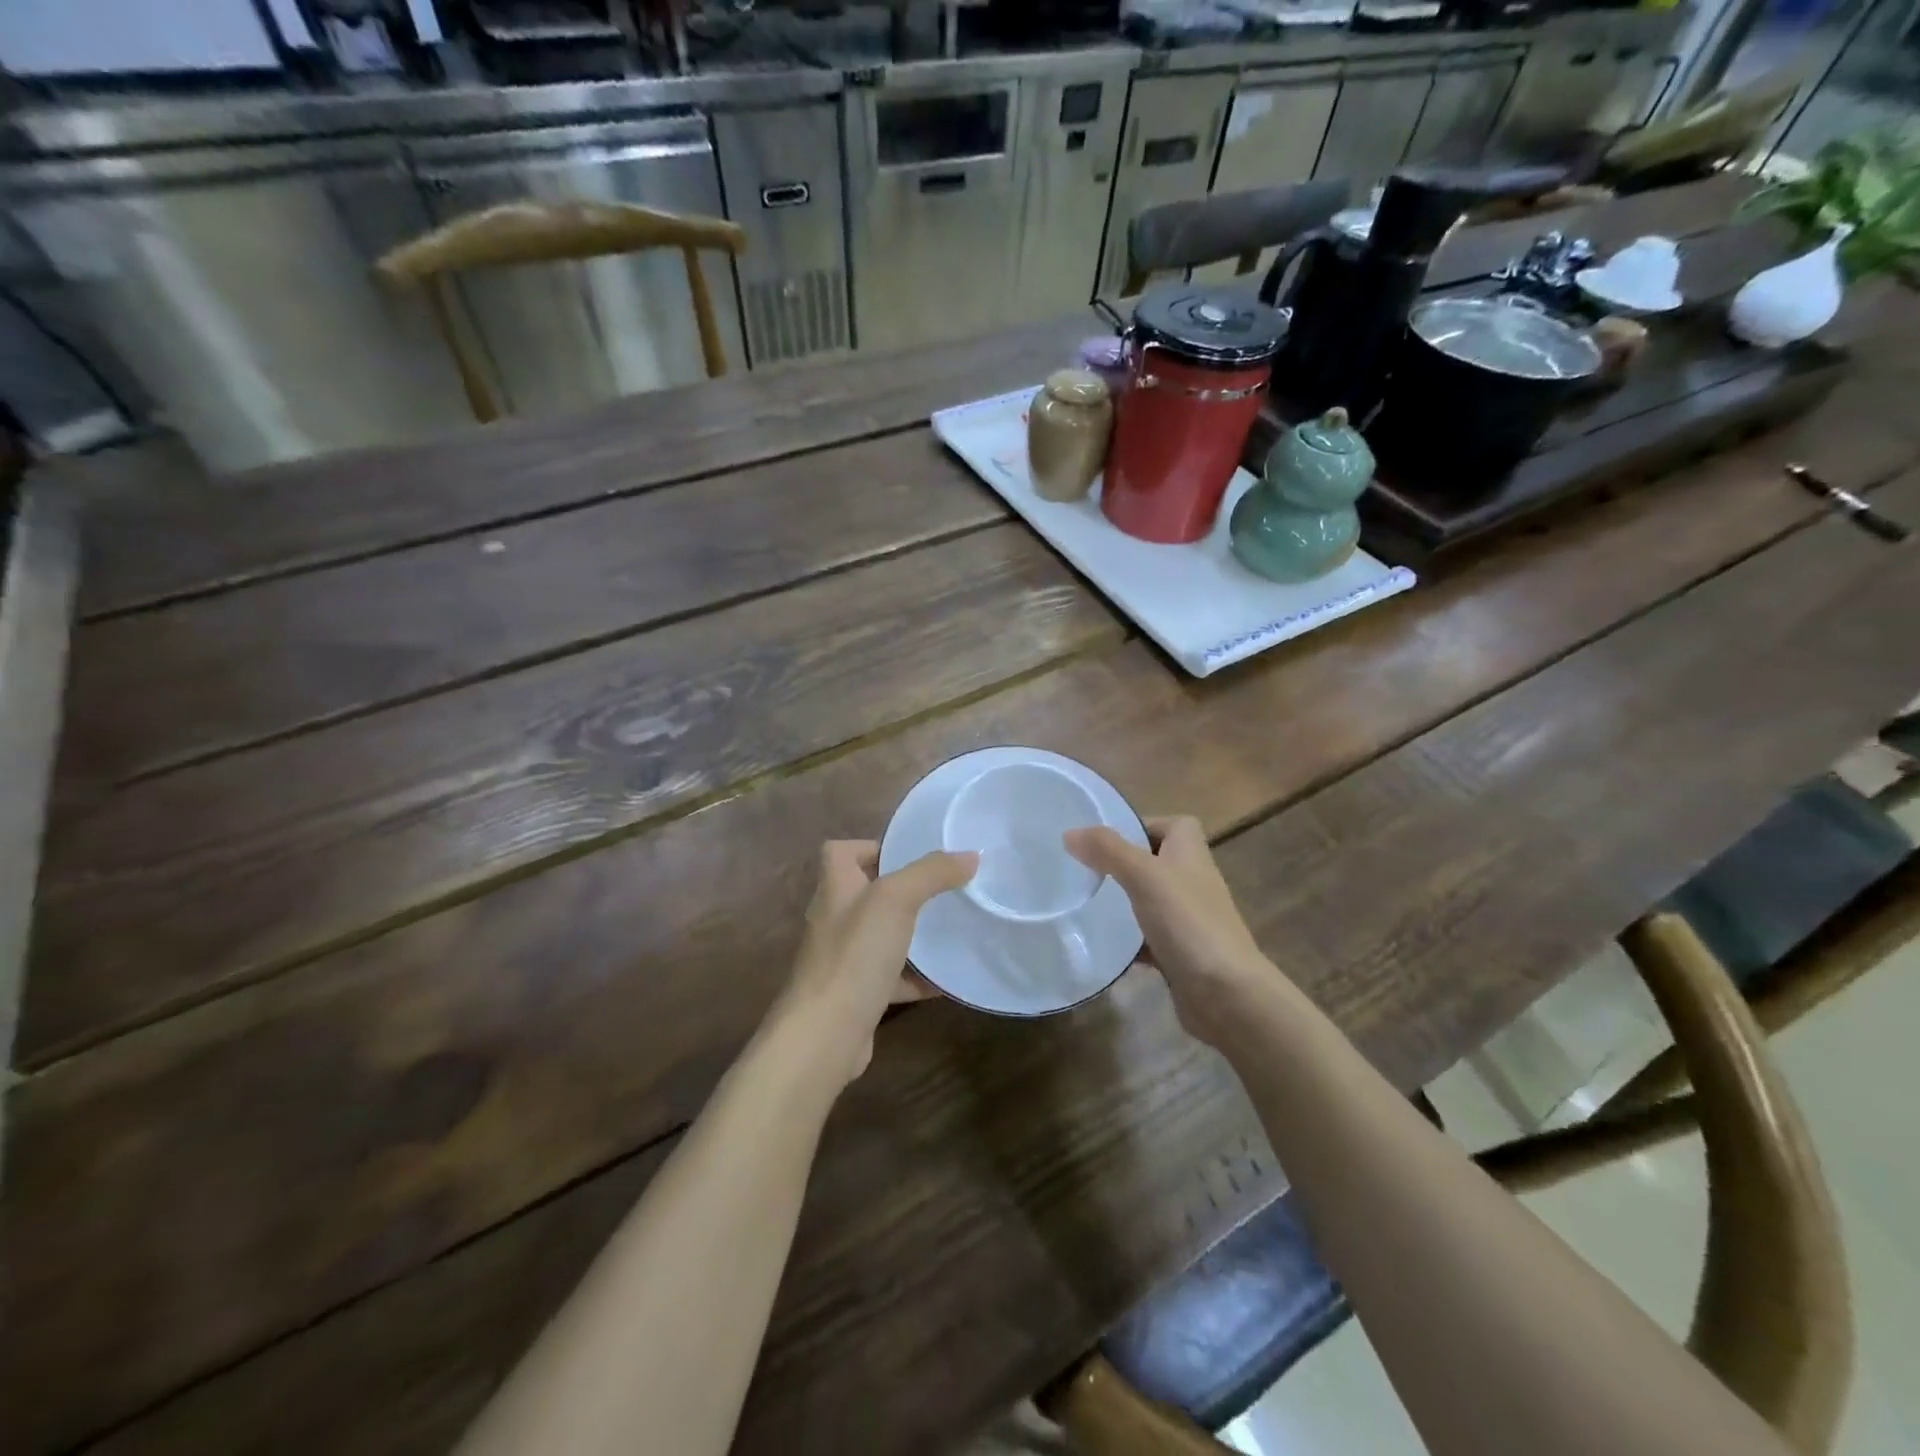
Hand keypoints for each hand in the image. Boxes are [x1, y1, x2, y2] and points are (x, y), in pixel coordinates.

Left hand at [775, 840, 977, 1086]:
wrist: (825, 1035)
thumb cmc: (854, 955)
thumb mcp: (896, 900)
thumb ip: (931, 873)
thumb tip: (970, 855)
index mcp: (835, 887)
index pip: (840, 852)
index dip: (870, 846)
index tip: (909, 854)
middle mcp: (833, 919)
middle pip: (865, 892)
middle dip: (901, 889)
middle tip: (941, 888)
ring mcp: (842, 959)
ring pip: (879, 935)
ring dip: (909, 932)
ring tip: (948, 927)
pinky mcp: (856, 994)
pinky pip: (889, 977)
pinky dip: (915, 977)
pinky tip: (946, 980)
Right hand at [1065, 816, 1275, 1048]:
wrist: (1226, 994)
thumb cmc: (1188, 922)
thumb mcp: (1144, 875)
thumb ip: (1108, 850)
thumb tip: (1071, 833)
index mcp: (1191, 852)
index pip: (1169, 825)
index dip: (1139, 826)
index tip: (1103, 840)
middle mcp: (1192, 879)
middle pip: (1154, 861)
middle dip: (1121, 865)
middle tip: (1083, 872)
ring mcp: (1188, 918)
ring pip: (1148, 900)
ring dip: (1121, 903)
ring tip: (1084, 904)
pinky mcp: (1180, 951)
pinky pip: (1148, 938)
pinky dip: (1128, 941)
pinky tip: (1102, 945)